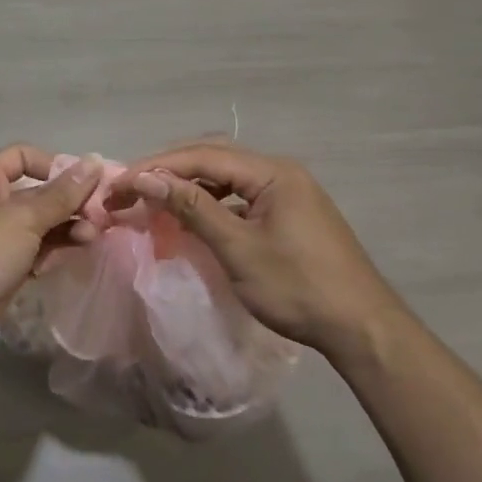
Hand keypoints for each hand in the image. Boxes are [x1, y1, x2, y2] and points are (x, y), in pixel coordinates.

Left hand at [0, 145, 103, 363]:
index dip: (54, 165)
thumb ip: (63, 193)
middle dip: (68, 203)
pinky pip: (30, 253)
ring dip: (64, 229)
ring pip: (36, 226)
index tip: (84, 183)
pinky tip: (67, 258)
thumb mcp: (24, 217)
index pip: (21, 157)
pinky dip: (49, 253)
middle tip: (98, 217)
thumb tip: (95, 161)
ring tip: (90, 238)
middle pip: (35, 194)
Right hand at [113, 141, 405, 356]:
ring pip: (227, 177)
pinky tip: (191, 216)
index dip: (159, 166)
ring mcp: (287, 192)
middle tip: (130, 189)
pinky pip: (240, 196)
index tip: (121, 182)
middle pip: (215, 158)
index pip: (204, 155)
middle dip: (170, 171)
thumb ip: (193, 208)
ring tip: (153, 200)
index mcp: (272, 172)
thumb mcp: (238, 248)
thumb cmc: (297, 287)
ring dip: (189, 185)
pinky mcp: (288, 213)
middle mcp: (280, 172)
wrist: (360, 326)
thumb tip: (147, 178)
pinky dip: (211, 202)